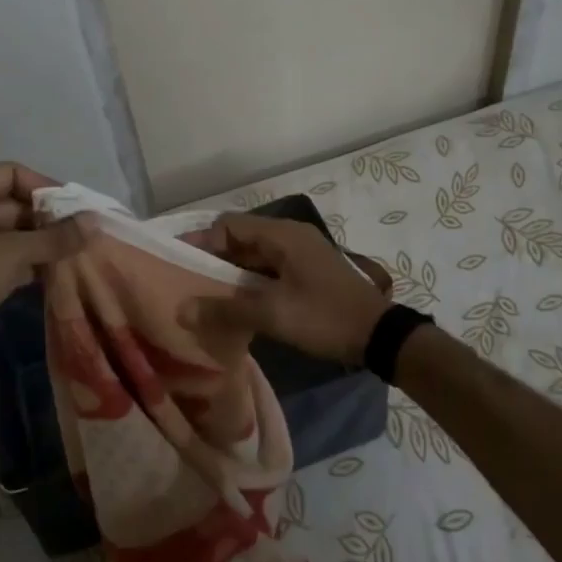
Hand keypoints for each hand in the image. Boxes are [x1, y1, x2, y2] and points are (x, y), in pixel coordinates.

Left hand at [0, 162, 92, 349]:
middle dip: (48, 219)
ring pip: (11, 233)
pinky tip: (58, 274)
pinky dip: (29, 263)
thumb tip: (96, 222)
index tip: (78, 208)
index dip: (46, 187)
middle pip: (12, 203)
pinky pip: (4, 257)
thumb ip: (56, 237)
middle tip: (85, 234)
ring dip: (42, 243)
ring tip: (79, 253)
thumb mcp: (12, 253)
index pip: (11, 173)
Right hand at [188, 213, 390, 366]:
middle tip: (187, 283)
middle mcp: (290, 236)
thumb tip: (181, 309)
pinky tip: (235, 305)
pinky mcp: (307, 273)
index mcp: (283, 235)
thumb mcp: (272, 315)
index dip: (202, 242)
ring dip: (231, 273)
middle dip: (213, 259)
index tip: (180, 265)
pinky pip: (268, 269)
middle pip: (240, 238)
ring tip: (205, 296)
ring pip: (254, 256)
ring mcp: (301, 254)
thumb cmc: (324, 317)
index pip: (229, 225)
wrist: (380, 337)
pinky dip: (249, 282)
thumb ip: (225, 310)